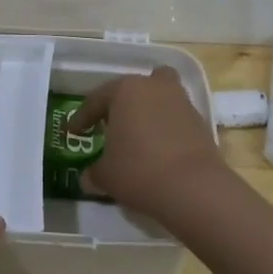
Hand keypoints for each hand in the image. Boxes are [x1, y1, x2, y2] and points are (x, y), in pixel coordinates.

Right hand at [69, 68, 227, 217]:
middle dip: (119, 105)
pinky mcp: (201, 120)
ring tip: (137, 135)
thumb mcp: (105, 175)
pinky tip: (158, 149)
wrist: (194, 187)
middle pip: (131, 89)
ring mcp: (181, 100)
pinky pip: (174, 117)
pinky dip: (165, 128)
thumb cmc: (138, 170)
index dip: (81, 118)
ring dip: (147, 111)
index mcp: (125, 90)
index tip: (71, 132)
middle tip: (108, 126)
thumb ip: (93, 172)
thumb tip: (88, 178)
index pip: (95, 100)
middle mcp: (153, 86)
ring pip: (158, 97)